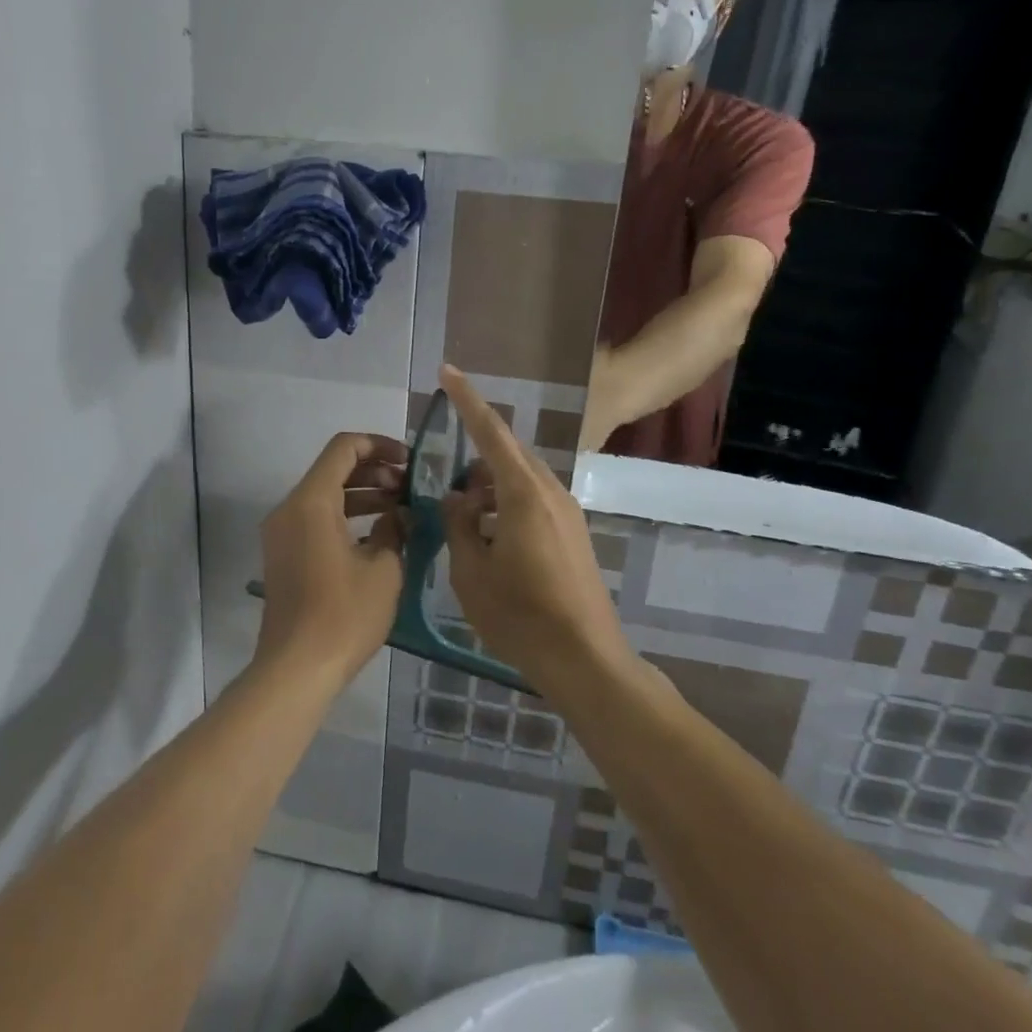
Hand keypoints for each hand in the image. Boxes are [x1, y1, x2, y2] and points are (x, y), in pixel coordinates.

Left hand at [255, 432, 407, 692]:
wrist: (295, 669)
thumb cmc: (344, 615)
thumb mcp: (384, 569)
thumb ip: (393, 529)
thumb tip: (398, 515)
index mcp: (312, 501)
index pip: (344, 448)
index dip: (380, 445)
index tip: (410, 462)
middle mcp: (290, 508)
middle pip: (333, 469)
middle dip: (375, 472)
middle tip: (410, 489)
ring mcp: (282, 533)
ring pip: (325, 495)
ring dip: (363, 495)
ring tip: (401, 510)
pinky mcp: (284, 555)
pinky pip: (316, 519)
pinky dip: (346, 517)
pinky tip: (378, 536)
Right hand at [437, 366, 631, 694]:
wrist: (586, 659)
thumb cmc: (521, 616)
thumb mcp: (471, 571)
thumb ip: (459, 525)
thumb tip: (458, 499)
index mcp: (523, 493)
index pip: (490, 431)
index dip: (466, 399)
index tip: (447, 371)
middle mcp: (550, 491)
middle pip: (507, 455)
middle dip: (474, 459)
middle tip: (446, 484)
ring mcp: (567, 512)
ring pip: (520, 480)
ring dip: (489, 488)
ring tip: (464, 519)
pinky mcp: (573, 533)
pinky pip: (533, 501)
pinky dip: (506, 506)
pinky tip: (490, 539)